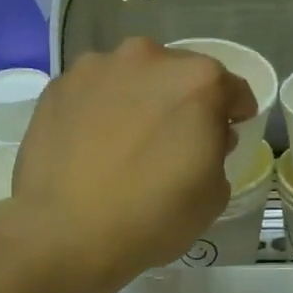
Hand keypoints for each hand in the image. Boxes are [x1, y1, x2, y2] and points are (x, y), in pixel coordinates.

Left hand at [8, 39, 254, 292]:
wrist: (65, 234)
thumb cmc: (152, 217)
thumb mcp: (213, 196)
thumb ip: (218, 153)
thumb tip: (205, 137)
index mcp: (198, 81)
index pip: (231, 88)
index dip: (235, 113)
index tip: (229, 132)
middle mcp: (147, 58)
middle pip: (178, 75)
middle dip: (183, 102)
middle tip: (175, 139)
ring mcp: (96, 68)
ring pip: (132, 78)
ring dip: (138, 100)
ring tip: (128, 140)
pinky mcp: (58, 87)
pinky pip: (92, 93)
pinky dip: (99, 110)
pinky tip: (92, 145)